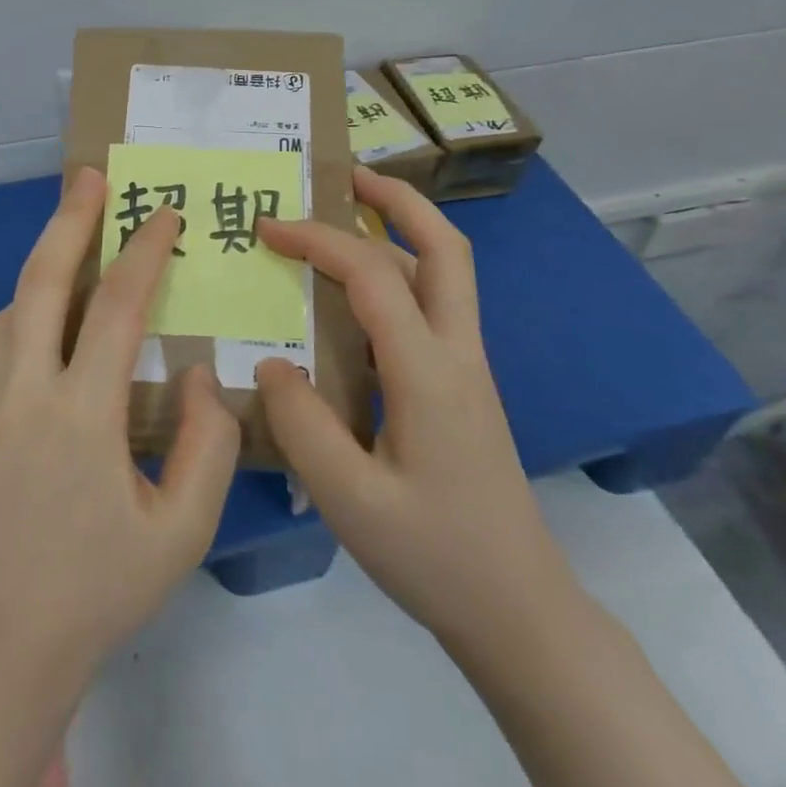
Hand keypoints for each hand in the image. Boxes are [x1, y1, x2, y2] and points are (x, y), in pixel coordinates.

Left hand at [0, 166, 239, 685]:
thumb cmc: (100, 591)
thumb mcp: (182, 530)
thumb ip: (206, 444)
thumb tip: (195, 373)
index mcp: (80, 418)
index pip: (116, 309)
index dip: (144, 253)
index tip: (164, 214)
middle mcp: (19, 398)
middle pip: (39, 283)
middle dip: (68, 221)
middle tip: (89, 176)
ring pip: (8, 317)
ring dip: (43, 277)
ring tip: (74, 260)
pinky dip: (24, 338)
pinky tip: (49, 364)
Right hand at [255, 166, 573, 663]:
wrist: (518, 610)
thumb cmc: (434, 556)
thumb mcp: (350, 500)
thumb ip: (302, 425)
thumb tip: (270, 365)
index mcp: (428, 372)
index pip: (373, 275)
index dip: (318, 240)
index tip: (267, 229)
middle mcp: (458, 353)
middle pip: (445, 248)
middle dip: (397, 200)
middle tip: (346, 177)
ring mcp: (468, 368)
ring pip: (446, 273)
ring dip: (402, 231)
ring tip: (348, 217)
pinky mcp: (463, 387)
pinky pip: (434, 307)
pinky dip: (400, 274)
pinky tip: (359, 297)